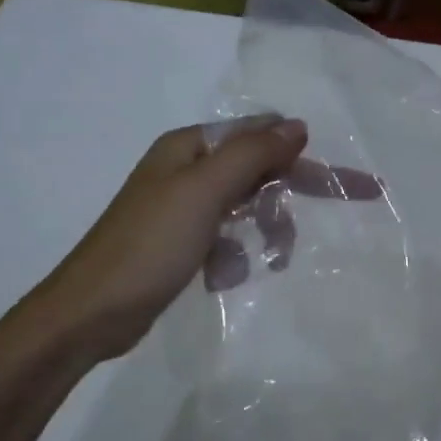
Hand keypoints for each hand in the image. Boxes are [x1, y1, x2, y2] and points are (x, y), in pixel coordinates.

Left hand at [30, 118, 365, 363]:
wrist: (89, 315)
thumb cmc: (148, 247)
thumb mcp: (204, 192)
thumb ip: (252, 154)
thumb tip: (297, 125)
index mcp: (190, 147)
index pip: (264, 137)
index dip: (307, 157)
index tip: (351, 185)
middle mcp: (188, 169)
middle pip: (259, 171)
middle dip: (289, 199)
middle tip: (332, 220)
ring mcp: (183, 207)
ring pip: (248, 206)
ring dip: (264, 230)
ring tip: (270, 260)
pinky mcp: (182, 242)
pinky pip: (229, 237)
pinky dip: (237, 254)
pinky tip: (228, 275)